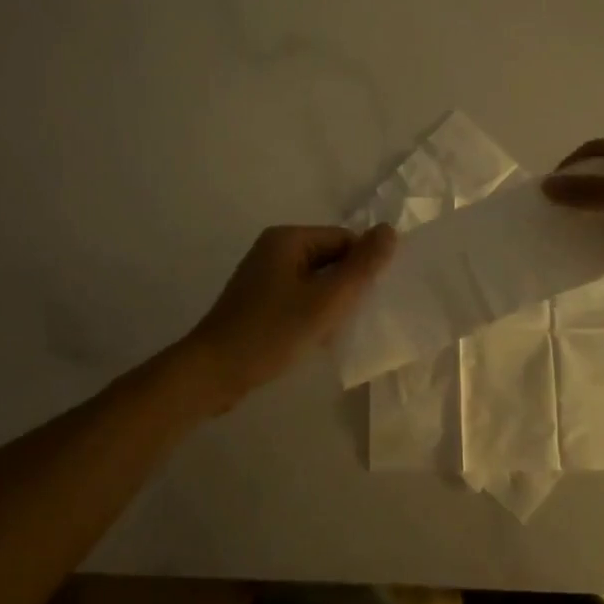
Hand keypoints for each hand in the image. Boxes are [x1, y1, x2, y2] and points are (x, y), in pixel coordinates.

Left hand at [183, 224, 397, 410]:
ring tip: (338, 331)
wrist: (212, 373)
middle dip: (347, 286)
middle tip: (358, 318)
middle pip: (329, 258)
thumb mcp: (326, 300)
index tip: (372, 300)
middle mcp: (274, 249)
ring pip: (315, 280)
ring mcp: (263, 275)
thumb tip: (390, 230)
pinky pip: (298, 297)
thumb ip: (362, 266)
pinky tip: (317, 338)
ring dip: (331, 303)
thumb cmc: (272, 332)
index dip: (363, 267)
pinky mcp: (258, 301)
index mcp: (288, 238)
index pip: (344, 239)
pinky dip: (312, 313)